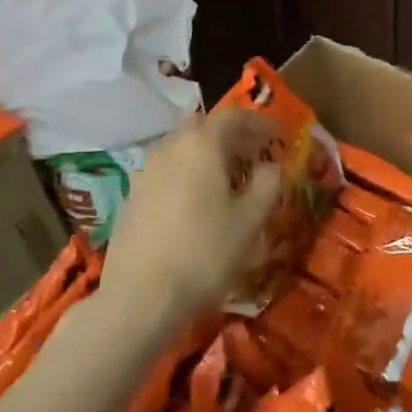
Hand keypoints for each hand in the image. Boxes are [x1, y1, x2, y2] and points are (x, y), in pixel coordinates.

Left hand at [101, 109, 282, 329]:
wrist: (141, 295)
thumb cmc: (204, 252)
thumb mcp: (249, 221)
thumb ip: (266, 185)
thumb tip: (271, 166)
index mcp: (201, 145)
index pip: (233, 116)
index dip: (259, 122)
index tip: (278, 135)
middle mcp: (170, 147)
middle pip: (204, 127)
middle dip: (233, 136)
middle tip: (255, 153)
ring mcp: (146, 170)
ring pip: (184, 148)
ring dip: (209, 154)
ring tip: (231, 177)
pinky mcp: (133, 194)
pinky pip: (168, 169)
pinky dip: (189, 172)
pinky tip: (200, 199)